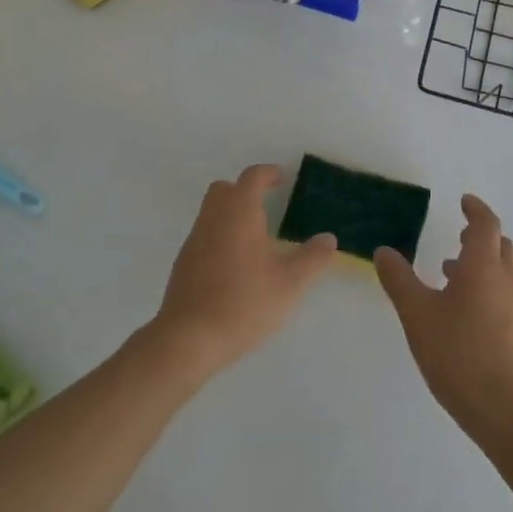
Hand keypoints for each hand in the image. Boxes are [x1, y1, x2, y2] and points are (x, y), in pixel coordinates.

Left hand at [150, 165, 336, 379]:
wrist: (189, 337)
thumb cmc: (244, 303)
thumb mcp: (290, 283)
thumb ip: (312, 258)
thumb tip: (329, 239)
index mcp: (240, 212)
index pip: (252, 177)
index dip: (268, 173)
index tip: (282, 178)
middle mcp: (214, 217)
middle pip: (225, 189)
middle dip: (245, 190)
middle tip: (267, 205)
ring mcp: (194, 239)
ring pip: (212, 212)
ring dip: (231, 214)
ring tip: (256, 238)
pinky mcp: (183, 262)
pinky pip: (204, 235)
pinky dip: (220, 237)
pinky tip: (235, 265)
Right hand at [375, 194, 512, 453]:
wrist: (507, 413)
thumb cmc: (460, 354)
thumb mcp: (418, 314)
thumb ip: (399, 280)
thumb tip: (384, 250)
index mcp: (483, 267)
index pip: (486, 225)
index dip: (476, 210)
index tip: (464, 201)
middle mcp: (505, 282)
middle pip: (500, 246)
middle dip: (480, 235)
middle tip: (458, 234)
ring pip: (501, 272)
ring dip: (480, 263)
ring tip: (449, 272)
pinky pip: (501, 296)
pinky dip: (483, 288)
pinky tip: (459, 312)